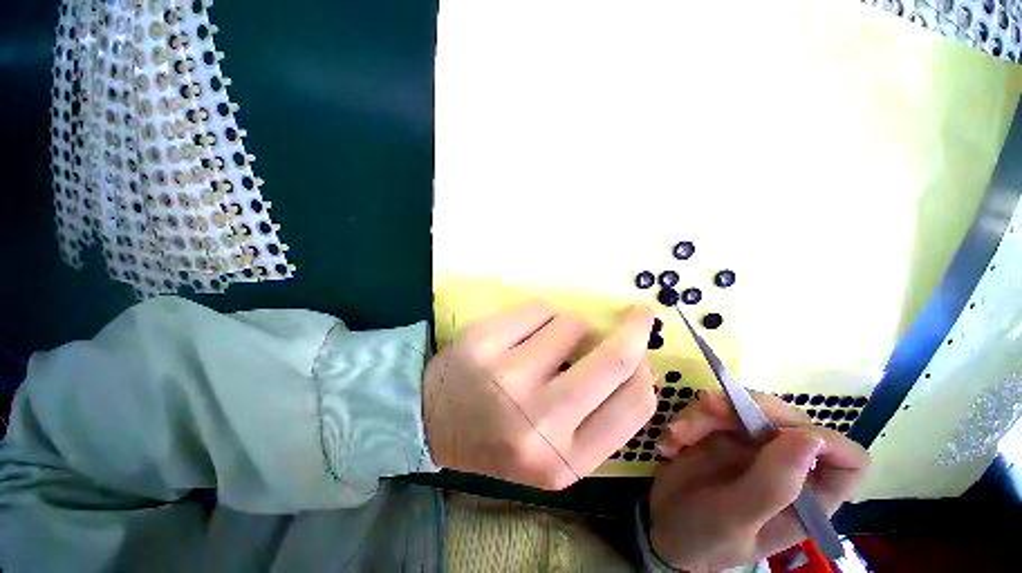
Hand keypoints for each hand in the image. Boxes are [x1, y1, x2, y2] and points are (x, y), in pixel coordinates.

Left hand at [423, 301, 656, 489]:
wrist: (432, 420)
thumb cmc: (498, 437)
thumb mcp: (553, 449)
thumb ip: (599, 415)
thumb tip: (638, 364)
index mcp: (562, 460)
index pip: (633, 407)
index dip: (646, 372)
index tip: (645, 352)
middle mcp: (537, 421)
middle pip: (611, 360)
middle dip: (634, 329)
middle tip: (640, 314)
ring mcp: (506, 377)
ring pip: (572, 325)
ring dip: (572, 327)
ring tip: (548, 343)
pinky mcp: (483, 341)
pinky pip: (539, 309)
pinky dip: (542, 315)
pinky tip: (523, 334)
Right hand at [648, 392, 868, 571]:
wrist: (663, 529)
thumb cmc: (705, 538)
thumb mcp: (736, 518)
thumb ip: (773, 485)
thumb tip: (809, 439)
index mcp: (808, 497)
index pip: (847, 460)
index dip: (827, 442)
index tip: (778, 434)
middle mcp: (786, 466)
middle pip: (787, 419)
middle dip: (743, 410)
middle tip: (706, 409)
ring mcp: (753, 446)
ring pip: (742, 407)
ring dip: (703, 415)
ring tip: (674, 437)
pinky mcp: (722, 434)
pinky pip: (710, 411)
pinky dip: (687, 420)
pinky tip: (669, 442)